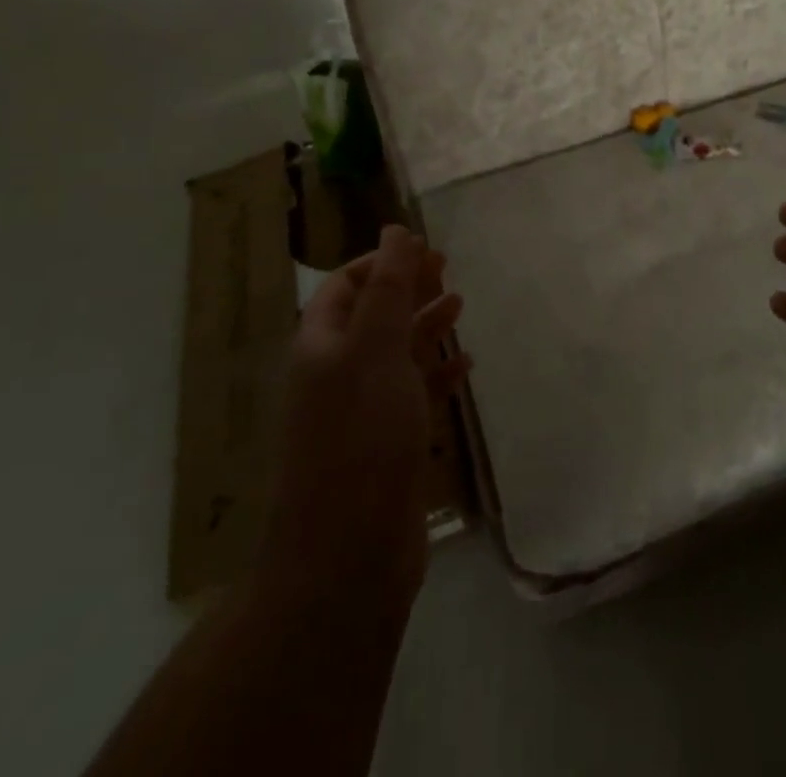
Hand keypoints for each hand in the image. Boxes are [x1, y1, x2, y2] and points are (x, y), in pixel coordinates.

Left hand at [263, 226, 469, 599]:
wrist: (347, 555)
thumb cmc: (361, 436)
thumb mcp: (375, 349)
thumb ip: (388, 287)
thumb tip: (395, 230)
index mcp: (321, 346)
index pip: (344, 286)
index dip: (380, 260)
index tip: (423, 246)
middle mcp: (336, 374)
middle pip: (372, 315)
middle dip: (406, 287)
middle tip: (446, 266)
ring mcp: (361, 412)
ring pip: (395, 353)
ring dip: (425, 325)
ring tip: (460, 304)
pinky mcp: (387, 445)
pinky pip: (413, 395)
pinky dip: (437, 374)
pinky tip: (464, 366)